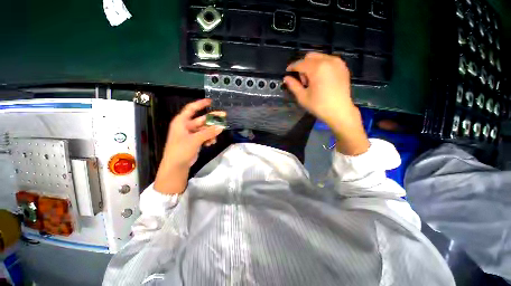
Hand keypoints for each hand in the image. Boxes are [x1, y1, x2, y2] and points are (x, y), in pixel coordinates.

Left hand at [154, 99, 224, 193]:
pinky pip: (205, 136)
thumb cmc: (181, 150)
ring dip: (211, 132)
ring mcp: (191, 134)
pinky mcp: (195, 141)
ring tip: (215, 138)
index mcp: (182, 122)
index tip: (211, 101)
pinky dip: (209, 138)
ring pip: (205, 129)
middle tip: (224, 116)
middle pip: (202, 119)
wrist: (176, 166)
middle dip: (212, 120)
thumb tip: (221, 126)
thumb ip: (208, 132)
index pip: (191, 108)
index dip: (200, 104)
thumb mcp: (195, 140)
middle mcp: (186, 126)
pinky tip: (211, 143)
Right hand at [284, 52, 368, 155]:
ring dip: (312, 65)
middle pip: (310, 56)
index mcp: (317, 68)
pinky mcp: (343, 67)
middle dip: (303, 66)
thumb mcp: (303, 97)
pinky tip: (321, 79)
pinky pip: (328, 60)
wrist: (340, 111)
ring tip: (312, 81)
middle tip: (303, 81)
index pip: (300, 63)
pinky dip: (321, 66)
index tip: (287, 72)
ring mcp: (337, 62)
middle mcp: (328, 60)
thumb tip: (286, 78)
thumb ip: (293, 85)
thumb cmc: (319, 106)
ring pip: (319, 57)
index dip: (292, 67)